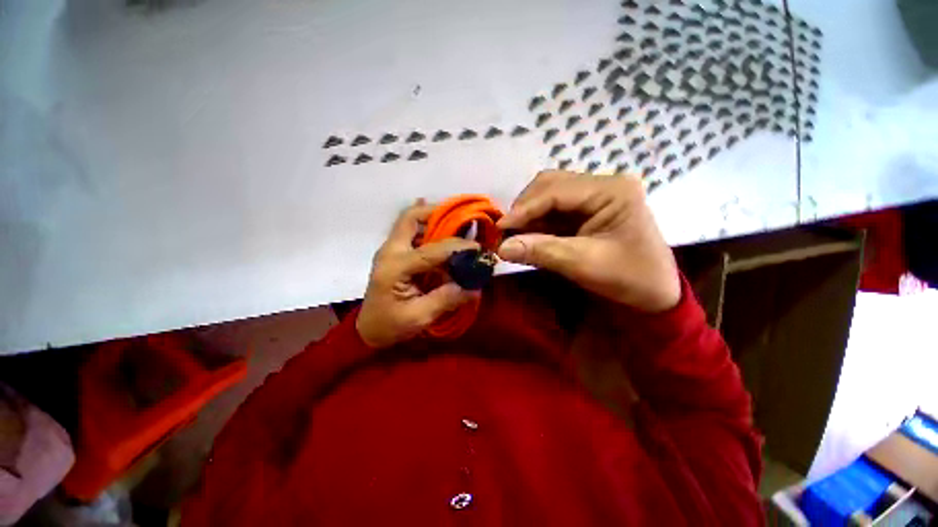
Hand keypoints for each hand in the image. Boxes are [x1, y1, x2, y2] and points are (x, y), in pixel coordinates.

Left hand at [356, 201, 480, 347]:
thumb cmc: (390, 325)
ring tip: (456, 224)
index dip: (457, 247)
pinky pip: (411, 233)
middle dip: (436, 212)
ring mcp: (389, 250)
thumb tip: (474, 287)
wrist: (368, 329)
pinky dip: (427, 229)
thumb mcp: (419, 317)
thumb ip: (447, 299)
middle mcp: (390, 251)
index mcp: (395, 267)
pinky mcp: (394, 254)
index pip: (431, 250)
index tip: (478, 247)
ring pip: (410, 222)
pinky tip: (442, 232)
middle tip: (460, 217)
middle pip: (410, 218)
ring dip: (432, 219)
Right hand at [497, 171, 679, 311]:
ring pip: (548, 196)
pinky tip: (527, 236)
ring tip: (513, 236)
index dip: (524, 208)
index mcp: (612, 190)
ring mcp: (594, 196)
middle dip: (525, 208)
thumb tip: (501, 247)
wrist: (654, 294)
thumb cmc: (630, 278)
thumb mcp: (584, 264)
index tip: (500, 228)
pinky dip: (536, 223)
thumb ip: (542, 252)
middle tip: (506, 232)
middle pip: (550, 185)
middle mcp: (602, 185)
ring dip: (528, 215)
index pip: (556, 190)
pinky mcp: (586, 210)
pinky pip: (553, 211)